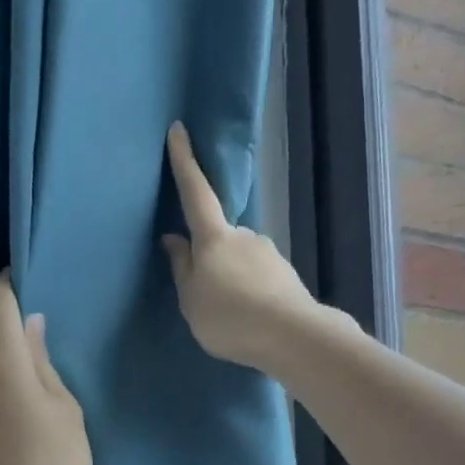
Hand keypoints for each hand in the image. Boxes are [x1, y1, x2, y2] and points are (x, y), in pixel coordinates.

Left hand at [0, 274, 92, 464]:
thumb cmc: (56, 461)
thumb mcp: (66, 409)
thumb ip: (43, 363)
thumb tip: (28, 328)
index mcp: (0, 361)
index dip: (7, 286)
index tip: (26, 287)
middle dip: (11, 344)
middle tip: (45, 367)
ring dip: (0, 383)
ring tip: (31, 414)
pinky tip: (12, 445)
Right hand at [161, 122, 323, 372]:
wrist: (291, 335)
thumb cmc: (229, 317)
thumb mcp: (191, 299)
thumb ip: (181, 268)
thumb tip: (174, 239)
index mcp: (215, 237)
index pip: (195, 192)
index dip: (185, 161)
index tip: (179, 130)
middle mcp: (244, 236)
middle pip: (219, 236)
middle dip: (211, 256)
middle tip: (205, 293)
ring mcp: (269, 253)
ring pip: (241, 258)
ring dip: (232, 278)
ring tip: (229, 315)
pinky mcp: (285, 274)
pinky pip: (258, 277)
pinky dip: (250, 292)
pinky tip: (249, 318)